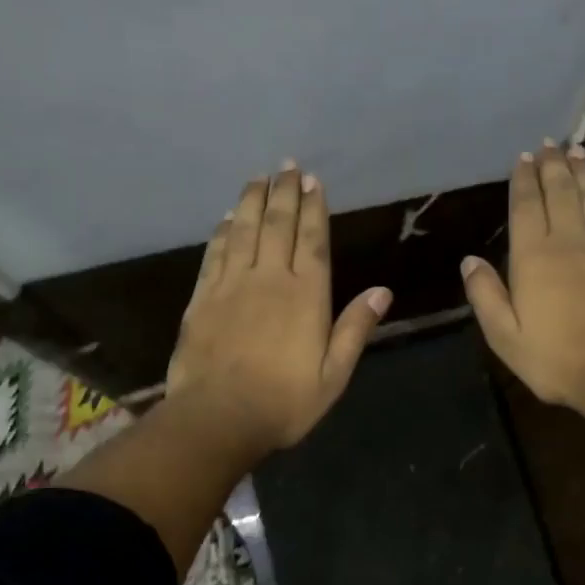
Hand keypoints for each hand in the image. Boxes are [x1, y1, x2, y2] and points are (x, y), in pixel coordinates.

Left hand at [166, 163, 391, 456]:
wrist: (218, 418)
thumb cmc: (284, 402)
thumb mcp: (333, 375)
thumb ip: (355, 329)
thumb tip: (382, 291)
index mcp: (306, 297)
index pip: (312, 240)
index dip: (314, 208)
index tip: (314, 181)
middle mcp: (269, 279)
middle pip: (278, 225)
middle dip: (284, 192)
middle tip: (287, 166)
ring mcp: (231, 285)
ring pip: (244, 231)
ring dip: (252, 201)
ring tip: (259, 178)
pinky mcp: (202, 298)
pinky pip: (215, 253)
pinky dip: (223, 231)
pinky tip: (228, 217)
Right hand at [460, 140, 584, 429]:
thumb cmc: (557, 359)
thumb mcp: (505, 337)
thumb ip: (486, 296)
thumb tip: (469, 261)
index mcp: (534, 257)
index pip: (525, 207)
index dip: (523, 180)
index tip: (523, 159)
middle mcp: (569, 241)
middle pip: (560, 192)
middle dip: (553, 165)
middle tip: (549, 144)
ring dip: (584, 171)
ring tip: (577, 150)